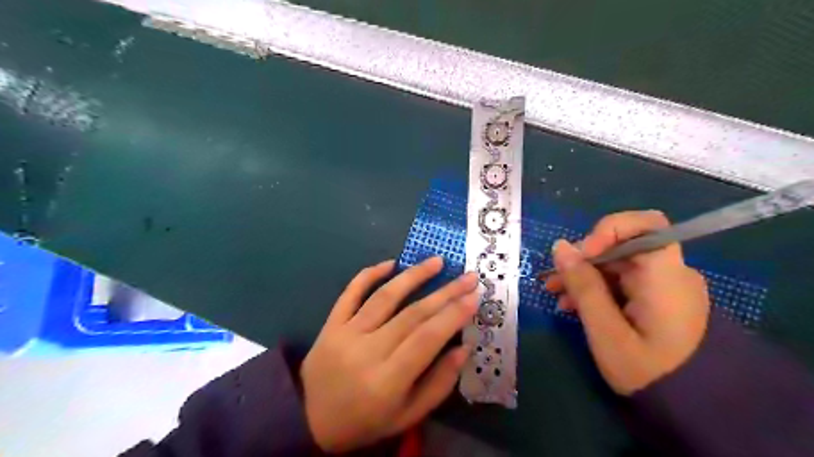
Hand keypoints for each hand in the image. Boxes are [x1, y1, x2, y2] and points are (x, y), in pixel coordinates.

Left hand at [298, 257, 478, 453]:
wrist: (309, 421)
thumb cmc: (366, 421)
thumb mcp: (407, 416)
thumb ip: (439, 384)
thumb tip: (463, 348)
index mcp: (388, 381)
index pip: (427, 338)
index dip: (453, 315)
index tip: (474, 296)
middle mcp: (367, 351)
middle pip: (412, 314)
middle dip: (445, 292)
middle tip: (468, 276)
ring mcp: (346, 334)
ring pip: (385, 297)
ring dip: (413, 276)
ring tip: (437, 261)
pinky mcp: (331, 324)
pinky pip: (350, 293)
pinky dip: (369, 274)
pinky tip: (390, 263)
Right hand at [542, 212, 710, 393]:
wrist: (696, 409)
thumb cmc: (650, 373)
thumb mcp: (607, 332)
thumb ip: (583, 286)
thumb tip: (560, 246)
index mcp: (665, 276)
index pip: (645, 225)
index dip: (608, 230)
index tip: (582, 255)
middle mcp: (668, 273)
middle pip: (622, 246)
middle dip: (583, 259)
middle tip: (553, 281)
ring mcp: (662, 286)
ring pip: (617, 264)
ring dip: (584, 275)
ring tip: (557, 296)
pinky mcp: (656, 298)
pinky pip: (621, 282)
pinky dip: (597, 288)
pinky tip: (574, 306)